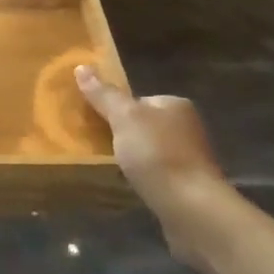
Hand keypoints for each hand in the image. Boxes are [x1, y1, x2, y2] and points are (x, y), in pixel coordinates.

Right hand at [75, 66, 238, 264]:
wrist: (191, 207)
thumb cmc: (157, 154)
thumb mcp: (124, 118)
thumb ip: (104, 95)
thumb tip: (82, 66)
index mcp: (175, 105)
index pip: (139, 99)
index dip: (116, 110)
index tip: (96, 123)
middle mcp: (187, 127)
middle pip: (144, 125)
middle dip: (124, 135)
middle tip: (99, 146)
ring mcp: (190, 158)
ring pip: (151, 151)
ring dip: (134, 159)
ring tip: (112, 168)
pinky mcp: (189, 185)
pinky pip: (158, 174)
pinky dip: (144, 178)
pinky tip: (133, 187)